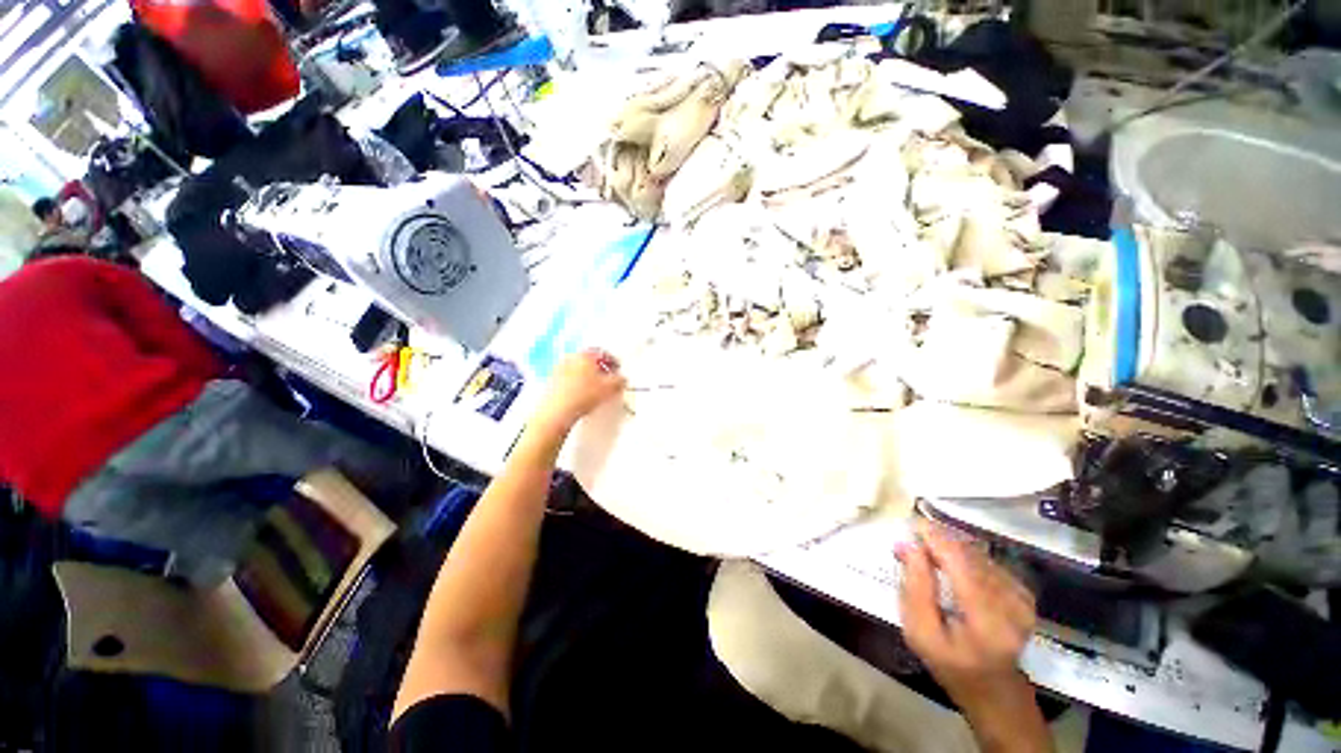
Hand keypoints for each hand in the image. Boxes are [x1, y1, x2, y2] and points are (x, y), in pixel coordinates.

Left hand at [533, 349, 626, 433]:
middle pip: (590, 360)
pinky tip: (582, 395)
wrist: (557, 411)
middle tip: (608, 379)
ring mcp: (559, 368)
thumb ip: (620, 381)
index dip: (613, 361)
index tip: (618, 370)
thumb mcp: (610, 388)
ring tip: (596, 388)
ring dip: (588, 376)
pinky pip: (569, 378)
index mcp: (585, 355)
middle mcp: (571, 357)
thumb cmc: (584, 395)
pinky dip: (578, 383)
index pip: (603, 353)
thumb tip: (622, 379)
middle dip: (600, 369)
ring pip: (579, 369)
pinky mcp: (552, 381)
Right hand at [897, 520, 1039, 724]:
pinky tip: (950, 562)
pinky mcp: (1024, 594)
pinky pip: (988, 561)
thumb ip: (914, 587)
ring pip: (980, 554)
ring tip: (926, 550)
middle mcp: (1012, 605)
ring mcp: (1022, 598)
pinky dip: (965, 555)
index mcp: (986, 621)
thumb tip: (907, 544)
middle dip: (939, 540)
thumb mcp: (920, 632)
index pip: (961, 563)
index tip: (910, 524)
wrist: (993, 689)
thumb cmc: (949, 664)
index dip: (936, 538)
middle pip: (971, 554)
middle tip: (912, 538)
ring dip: (950, 546)